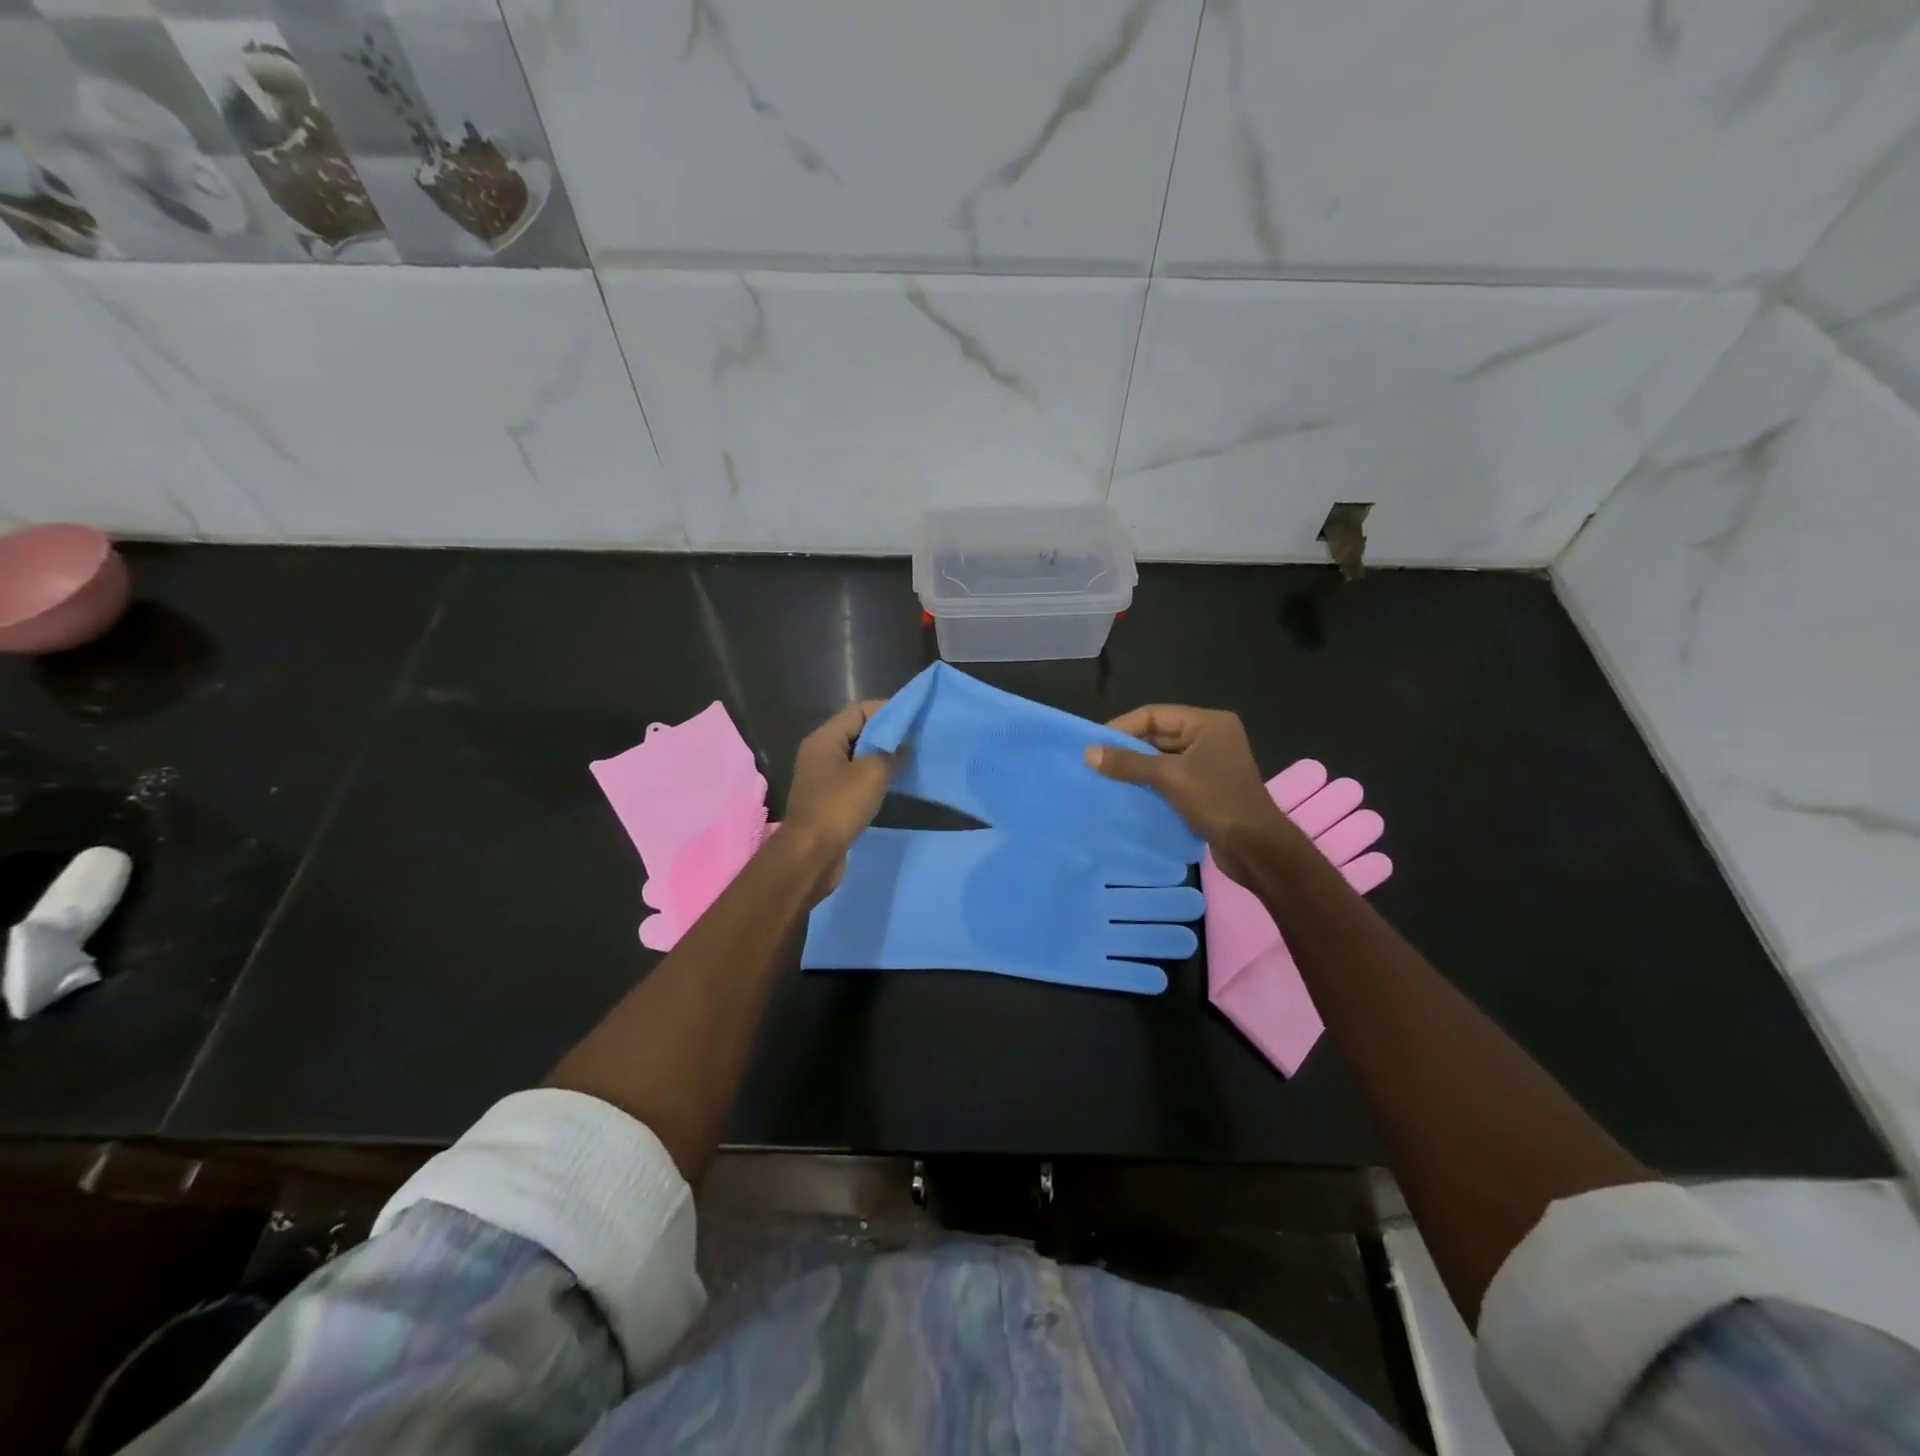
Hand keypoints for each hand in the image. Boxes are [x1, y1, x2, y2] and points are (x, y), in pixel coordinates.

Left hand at [783, 700, 899, 881]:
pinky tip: (895, 785)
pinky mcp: (829, 801)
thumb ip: (891, 753)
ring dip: (882, 759)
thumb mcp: (872, 773)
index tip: (915, 718)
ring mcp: (823, 779)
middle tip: (917, 740)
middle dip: (887, 735)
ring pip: (858, 759)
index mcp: (824, 739)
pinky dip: (874, 780)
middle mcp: (820, 754)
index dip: (888, 711)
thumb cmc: (839, 806)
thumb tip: (903, 746)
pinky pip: (855, 781)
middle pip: (858, 733)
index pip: (859, 710)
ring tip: (911, 761)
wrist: (811, 855)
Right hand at [1085, 705, 1296, 883]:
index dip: (1123, 727)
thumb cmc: (1216, 801)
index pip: (1155, 714)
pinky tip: (1128, 793)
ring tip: (1105, 778)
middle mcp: (1210, 737)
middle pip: (1159, 735)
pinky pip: (1170, 777)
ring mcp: (1210, 763)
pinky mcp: (1206, 787)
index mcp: (1208, 723)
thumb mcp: (1169, 778)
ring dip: (1137, 768)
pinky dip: (1150, 783)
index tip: (1094, 744)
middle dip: (1128, 748)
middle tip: (1096, 762)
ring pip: (1163, 758)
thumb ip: (1128, 763)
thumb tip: (1088, 753)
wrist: (1255, 848)